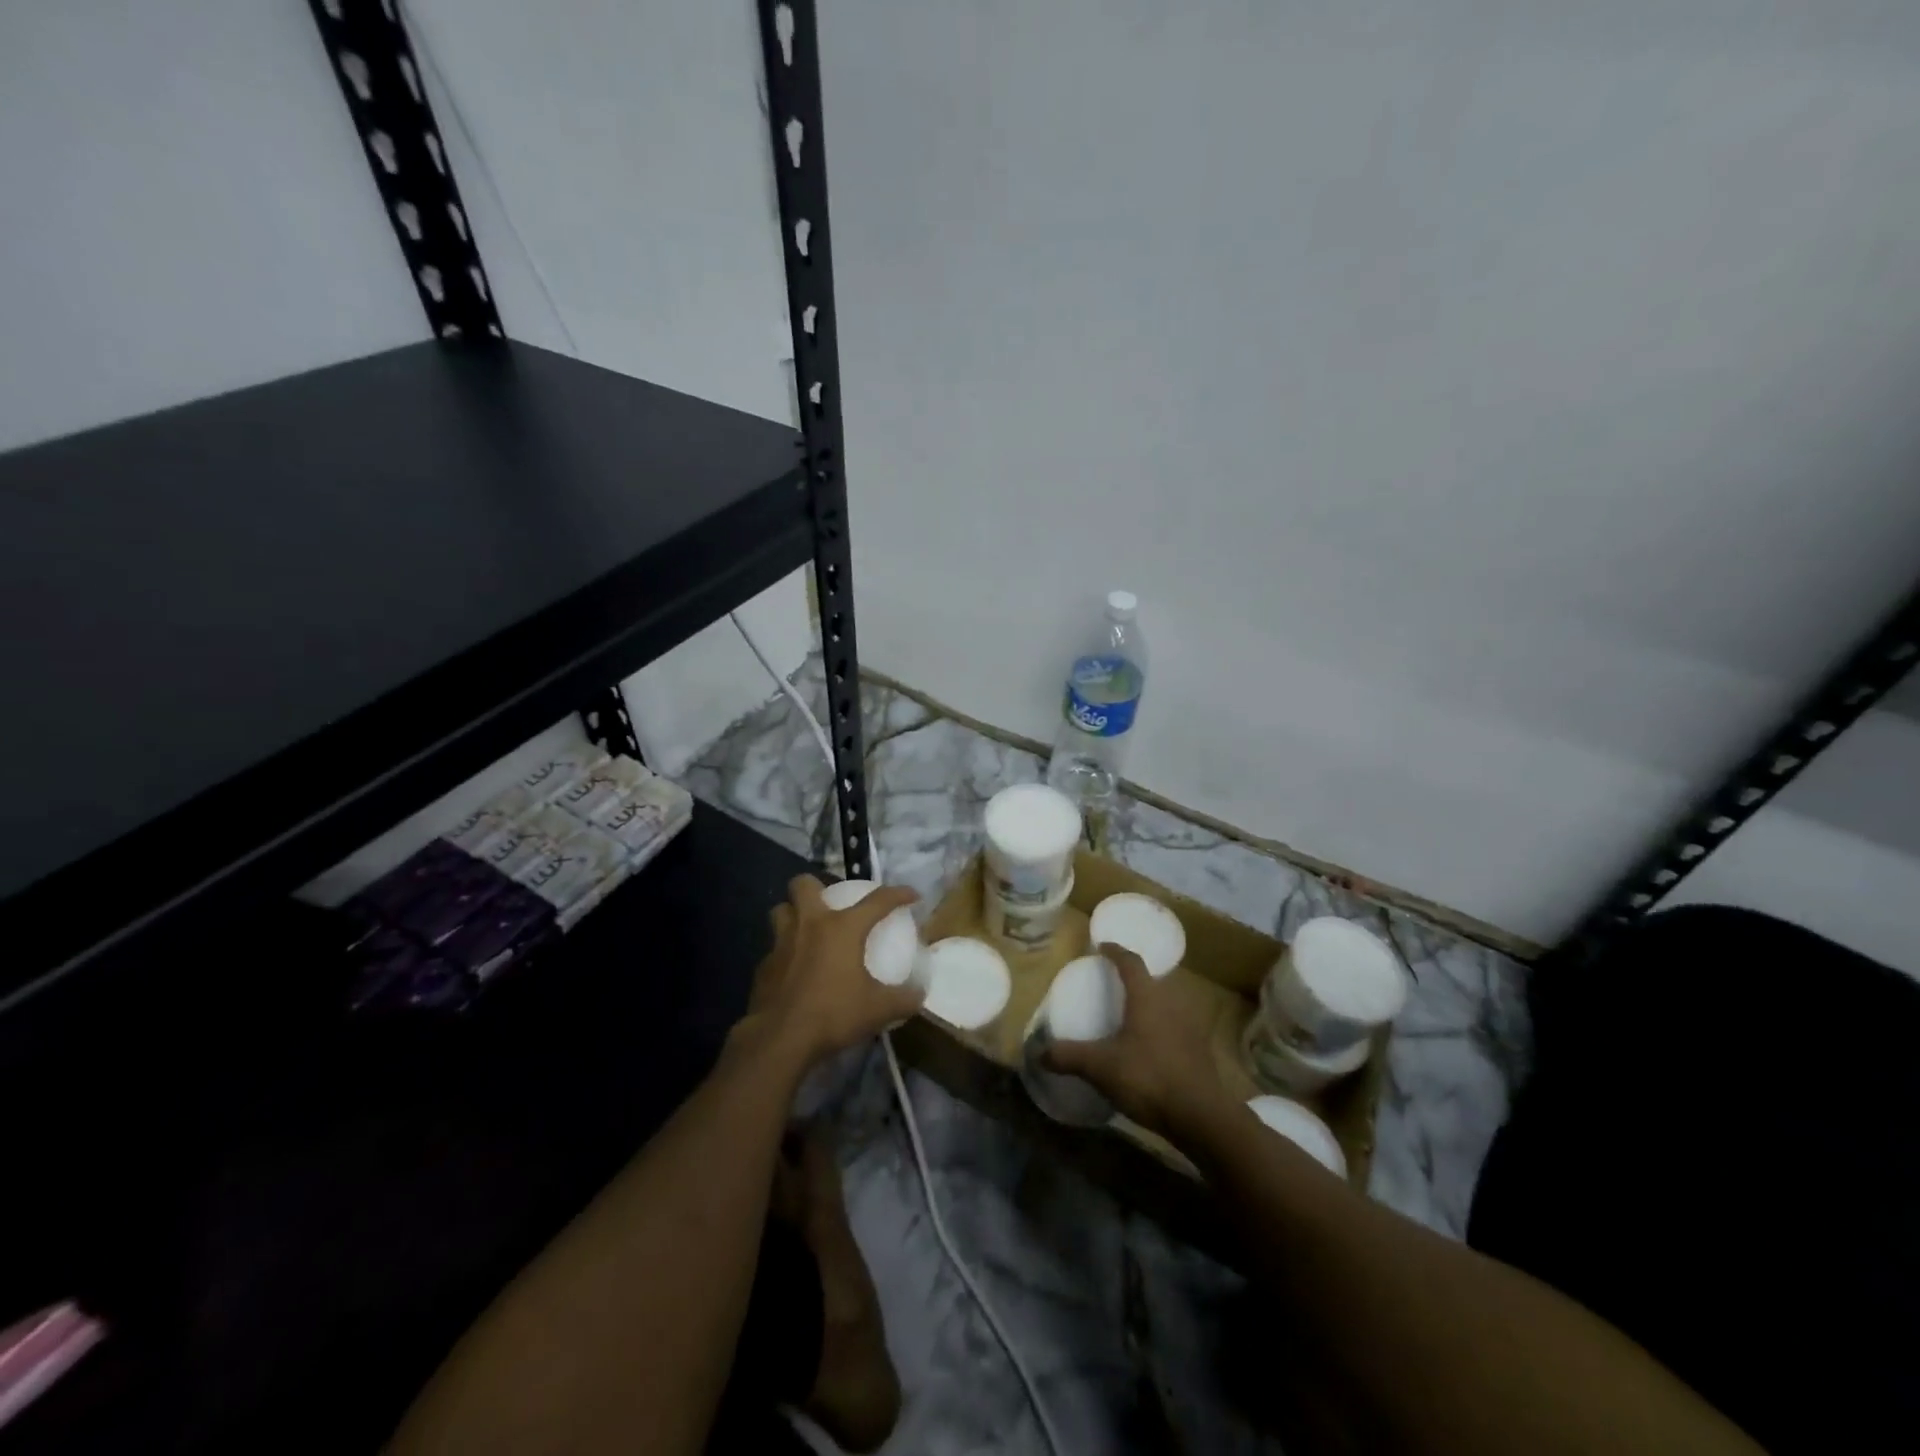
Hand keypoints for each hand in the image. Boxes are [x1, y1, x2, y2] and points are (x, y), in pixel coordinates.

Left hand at [743, 875, 923, 1072]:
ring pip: (781, 911)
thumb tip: (919, 994)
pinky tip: (794, 972)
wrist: (780, 1040)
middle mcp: (809, 925)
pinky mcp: (763, 967)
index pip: (877, 900)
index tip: (912, 895)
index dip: (898, 894)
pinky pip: (774, 949)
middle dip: (816, 887)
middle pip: (803, 884)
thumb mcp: (878, 1010)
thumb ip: (904, 999)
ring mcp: (781, 944)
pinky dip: (785, 953)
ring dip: (793, 914)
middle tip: (831, 906)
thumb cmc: (833, 1014)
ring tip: (807, 932)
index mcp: (842, 928)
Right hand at [1042, 943, 1226, 1136]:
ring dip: (1150, 1004)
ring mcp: (1190, 1027)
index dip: (1116, 951)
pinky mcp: (1200, 1051)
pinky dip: (1161, 1028)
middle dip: (1134, 979)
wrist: (1202, 1117)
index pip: (1131, 962)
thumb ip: (1069, 1056)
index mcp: (1148, 997)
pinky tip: (1150, 1047)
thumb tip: (1038, 1052)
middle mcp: (1172, 1004)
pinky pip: (1176, 1027)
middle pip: (1153, 980)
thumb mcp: (1101, 1067)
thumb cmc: (1149, 1078)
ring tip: (1131, 1015)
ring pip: (1167, 1004)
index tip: (1102, 946)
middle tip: (1115, 984)